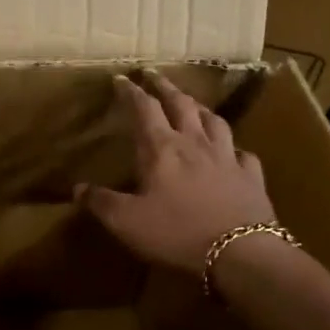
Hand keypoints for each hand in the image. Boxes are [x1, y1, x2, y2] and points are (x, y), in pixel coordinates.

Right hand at [77, 71, 275, 273]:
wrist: (240, 253)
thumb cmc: (176, 232)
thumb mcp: (126, 221)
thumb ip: (101, 202)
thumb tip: (78, 188)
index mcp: (161, 149)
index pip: (144, 109)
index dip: (132, 92)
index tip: (122, 78)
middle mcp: (195, 144)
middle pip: (181, 105)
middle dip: (165, 88)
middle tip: (156, 76)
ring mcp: (228, 158)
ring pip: (214, 121)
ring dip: (200, 108)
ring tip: (192, 103)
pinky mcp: (251, 177)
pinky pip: (243, 153)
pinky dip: (234, 147)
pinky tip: (233, 151)